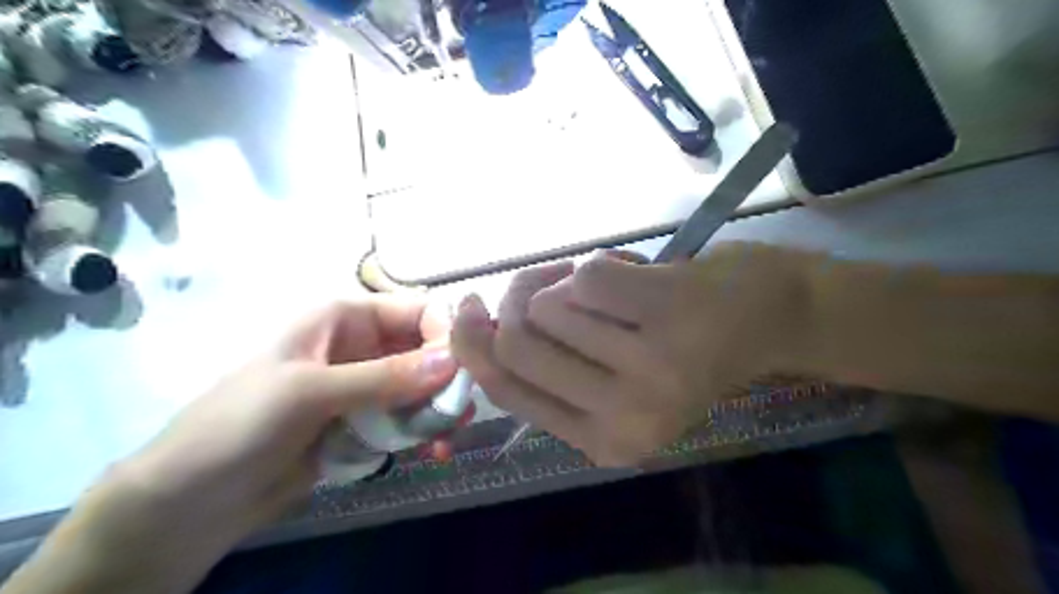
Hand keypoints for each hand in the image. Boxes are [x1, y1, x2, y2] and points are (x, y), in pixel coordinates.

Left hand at [3, 300, 459, 593]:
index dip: (445, 336)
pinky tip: (431, 452)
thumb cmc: (240, 424)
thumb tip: (453, 363)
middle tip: (462, 414)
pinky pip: (409, 419)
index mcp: (346, 319)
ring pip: (423, 388)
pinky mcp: (366, 422)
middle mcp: (363, 346)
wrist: (194, 499)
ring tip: (448, 439)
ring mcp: (366, 386)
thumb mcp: (310, 392)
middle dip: (448, 380)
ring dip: (440, 411)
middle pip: (426, 352)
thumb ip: (383, 378)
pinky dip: (424, 433)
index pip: (417, 312)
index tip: (462, 373)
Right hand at [452, 244, 807, 466]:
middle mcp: (625, 415)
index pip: (507, 391)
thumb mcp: (613, 378)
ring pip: (548, 304)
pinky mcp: (668, 312)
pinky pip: (587, 273)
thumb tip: (478, 330)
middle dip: (517, 298)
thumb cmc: (686, 349)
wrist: (774, 318)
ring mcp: (651, 365)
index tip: (467, 309)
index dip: (472, 346)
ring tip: (608, 283)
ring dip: (567, 279)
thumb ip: (550, 368)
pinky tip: (637, 271)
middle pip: (516, 343)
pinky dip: (603, 260)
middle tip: (543, 280)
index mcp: (605, 441)